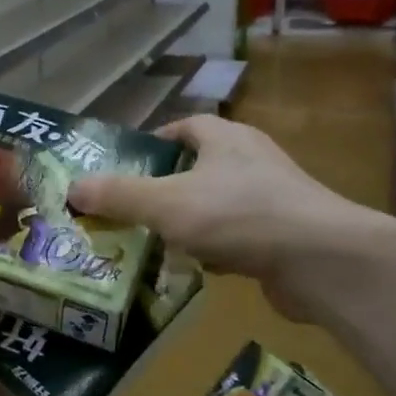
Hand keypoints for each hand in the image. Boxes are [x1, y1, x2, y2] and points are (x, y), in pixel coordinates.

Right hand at [69, 115, 390, 319]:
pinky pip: (238, 234)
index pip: (184, 127)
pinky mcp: (285, 232)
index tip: (127, 167)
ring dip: (189, 220)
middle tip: (132, 209)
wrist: (323, 260)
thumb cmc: (239, 216)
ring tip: (155, 242)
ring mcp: (273, 196)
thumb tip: (73, 188)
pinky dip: (216, 247)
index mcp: (225, 138)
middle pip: (199, 166)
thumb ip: (119, 196)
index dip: (154, 143)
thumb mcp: (166, 203)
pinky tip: (198, 269)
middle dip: (165, 188)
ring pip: (217, 203)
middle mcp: (251, 159)